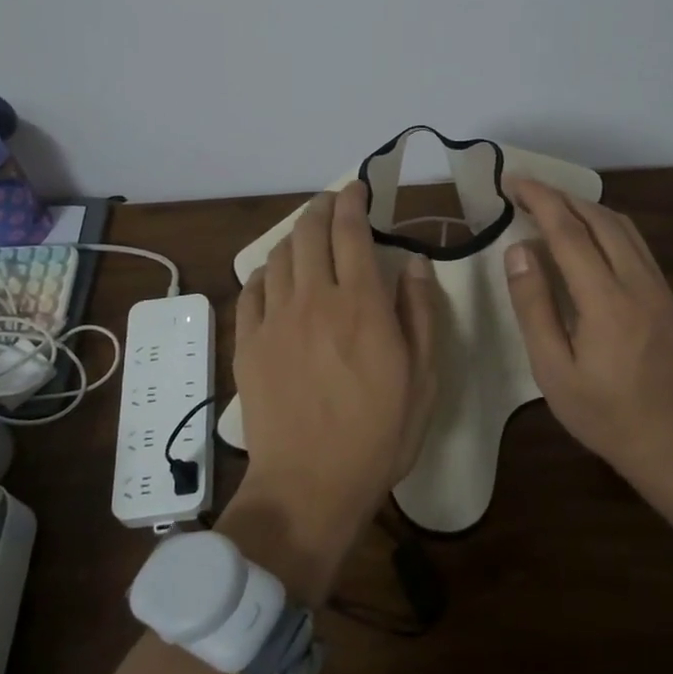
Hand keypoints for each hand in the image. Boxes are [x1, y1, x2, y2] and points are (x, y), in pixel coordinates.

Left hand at [226, 182, 438, 599]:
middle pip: (311, 232)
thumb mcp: (424, 379)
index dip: (354, 202)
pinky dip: (266, 272)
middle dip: (322, 207)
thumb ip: (421, 314)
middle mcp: (314, 299)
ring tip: (308, 234)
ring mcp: (275, 320)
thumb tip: (415, 263)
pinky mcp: (248, 343)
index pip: (352, 232)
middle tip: (333, 202)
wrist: (309, 485)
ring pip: (280, 255)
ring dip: (296, 235)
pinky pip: (252, 289)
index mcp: (361, 305)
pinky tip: (275, 276)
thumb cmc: (378, 435)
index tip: (358, 188)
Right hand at [502, 177, 672, 546]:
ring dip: (586, 207)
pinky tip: (588, 236)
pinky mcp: (669, 296)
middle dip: (561, 196)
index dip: (540, 200)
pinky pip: (636, 244)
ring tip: (552, 206)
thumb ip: (534, 306)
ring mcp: (659, 287)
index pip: (569, 232)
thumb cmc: (603, 414)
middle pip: (600, 219)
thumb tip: (518, 250)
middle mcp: (638, 282)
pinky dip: (607, 226)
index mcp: (606, 301)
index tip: (513, 182)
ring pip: (623, 227)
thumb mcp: (553, 370)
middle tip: (526, 191)